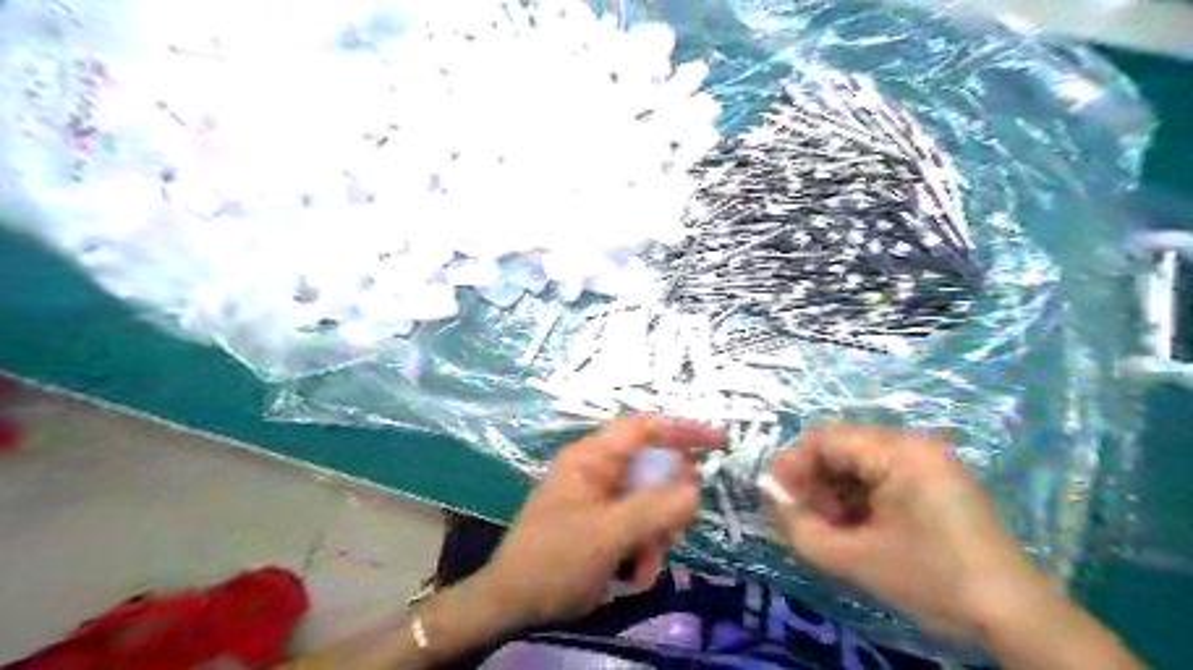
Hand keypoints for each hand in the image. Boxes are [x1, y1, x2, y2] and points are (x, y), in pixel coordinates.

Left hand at [476, 416, 717, 629]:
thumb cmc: (553, 560)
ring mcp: (602, 500)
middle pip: (653, 469)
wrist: (513, 604)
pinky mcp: (605, 526)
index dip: (681, 430)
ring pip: (651, 503)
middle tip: (676, 528)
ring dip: (657, 535)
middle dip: (669, 502)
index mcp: (591, 459)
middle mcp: (599, 472)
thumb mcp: (606, 534)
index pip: (643, 429)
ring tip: (645, 564)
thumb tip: (694, 491)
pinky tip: (634, 575)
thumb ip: (653, 510)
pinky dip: (645, 549)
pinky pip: (640, 527)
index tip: (717, 443)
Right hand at [758, 425, 1045, 640]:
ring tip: (832, 530)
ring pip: (859, 464)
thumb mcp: (854, 559)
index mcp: (897, 451)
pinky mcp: (936, 481)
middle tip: (805, 519)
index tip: (777, 498)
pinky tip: (858, 529)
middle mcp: (913, 444)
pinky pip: (882, 477)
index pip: (824, 439)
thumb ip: (799, 528)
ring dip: (835, 493)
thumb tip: (771, 499)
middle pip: (841, 448)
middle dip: (815, 483)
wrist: (1014, 617)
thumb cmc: (931, 580)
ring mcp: (929, 462)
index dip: (793, 465)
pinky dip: (860, 499)